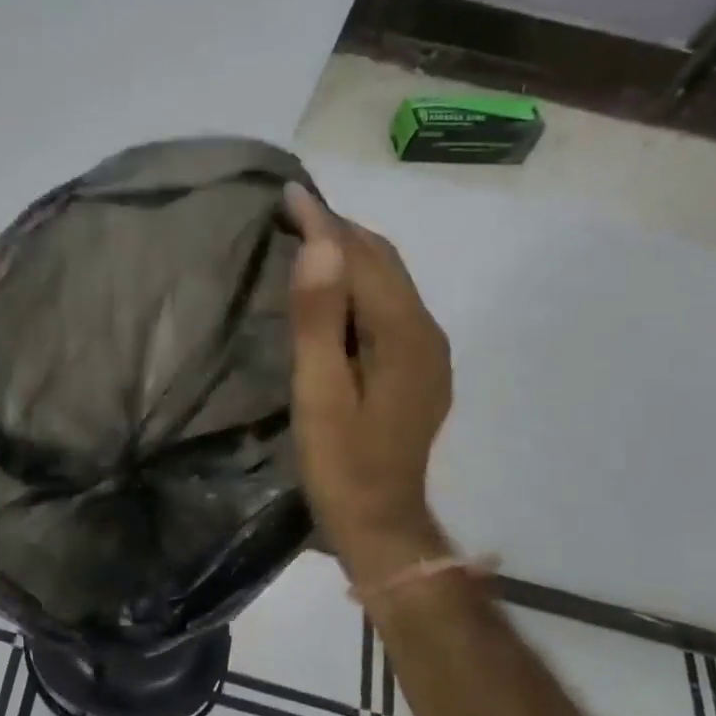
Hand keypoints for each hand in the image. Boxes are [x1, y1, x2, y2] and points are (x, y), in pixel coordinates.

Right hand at [284, 184, 453, 577]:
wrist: (381, 523)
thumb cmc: (342, 463)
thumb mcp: (321, 394)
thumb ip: (319, 320)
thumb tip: (318, 247)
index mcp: (404, 334)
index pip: (362, 259)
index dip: (325, 223)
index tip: (289, 192)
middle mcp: (425, 332)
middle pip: (383, 262)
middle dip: (340, 229)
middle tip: (292, 209)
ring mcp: (426, 351)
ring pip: (388, 282)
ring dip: (349, 253)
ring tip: (306, 236)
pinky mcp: (416, 367)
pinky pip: (387, 306)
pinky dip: (358, 283)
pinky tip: (331, 288)